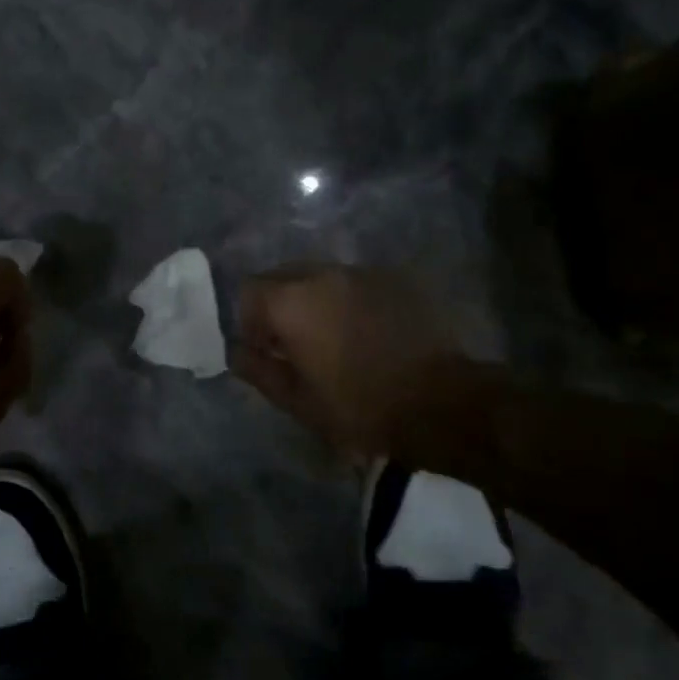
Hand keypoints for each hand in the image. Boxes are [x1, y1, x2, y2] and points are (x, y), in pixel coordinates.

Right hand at [232, 263, 458, 456]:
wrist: (440, 403)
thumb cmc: (359, 407)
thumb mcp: (298, 401)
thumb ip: (259, 371)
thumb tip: (238, 353)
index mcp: (293, 301)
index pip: (250, 291)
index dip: (249, 321)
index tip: (264, 349)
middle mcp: (324, 274)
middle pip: (283, 276)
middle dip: (279, 304)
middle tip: (293, 343)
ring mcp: (363, 272)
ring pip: (321, 276)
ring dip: (315, 301)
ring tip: (333, 338)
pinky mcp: (396, 279)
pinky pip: (356, 283)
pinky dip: (349, 301)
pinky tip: (366, 332)